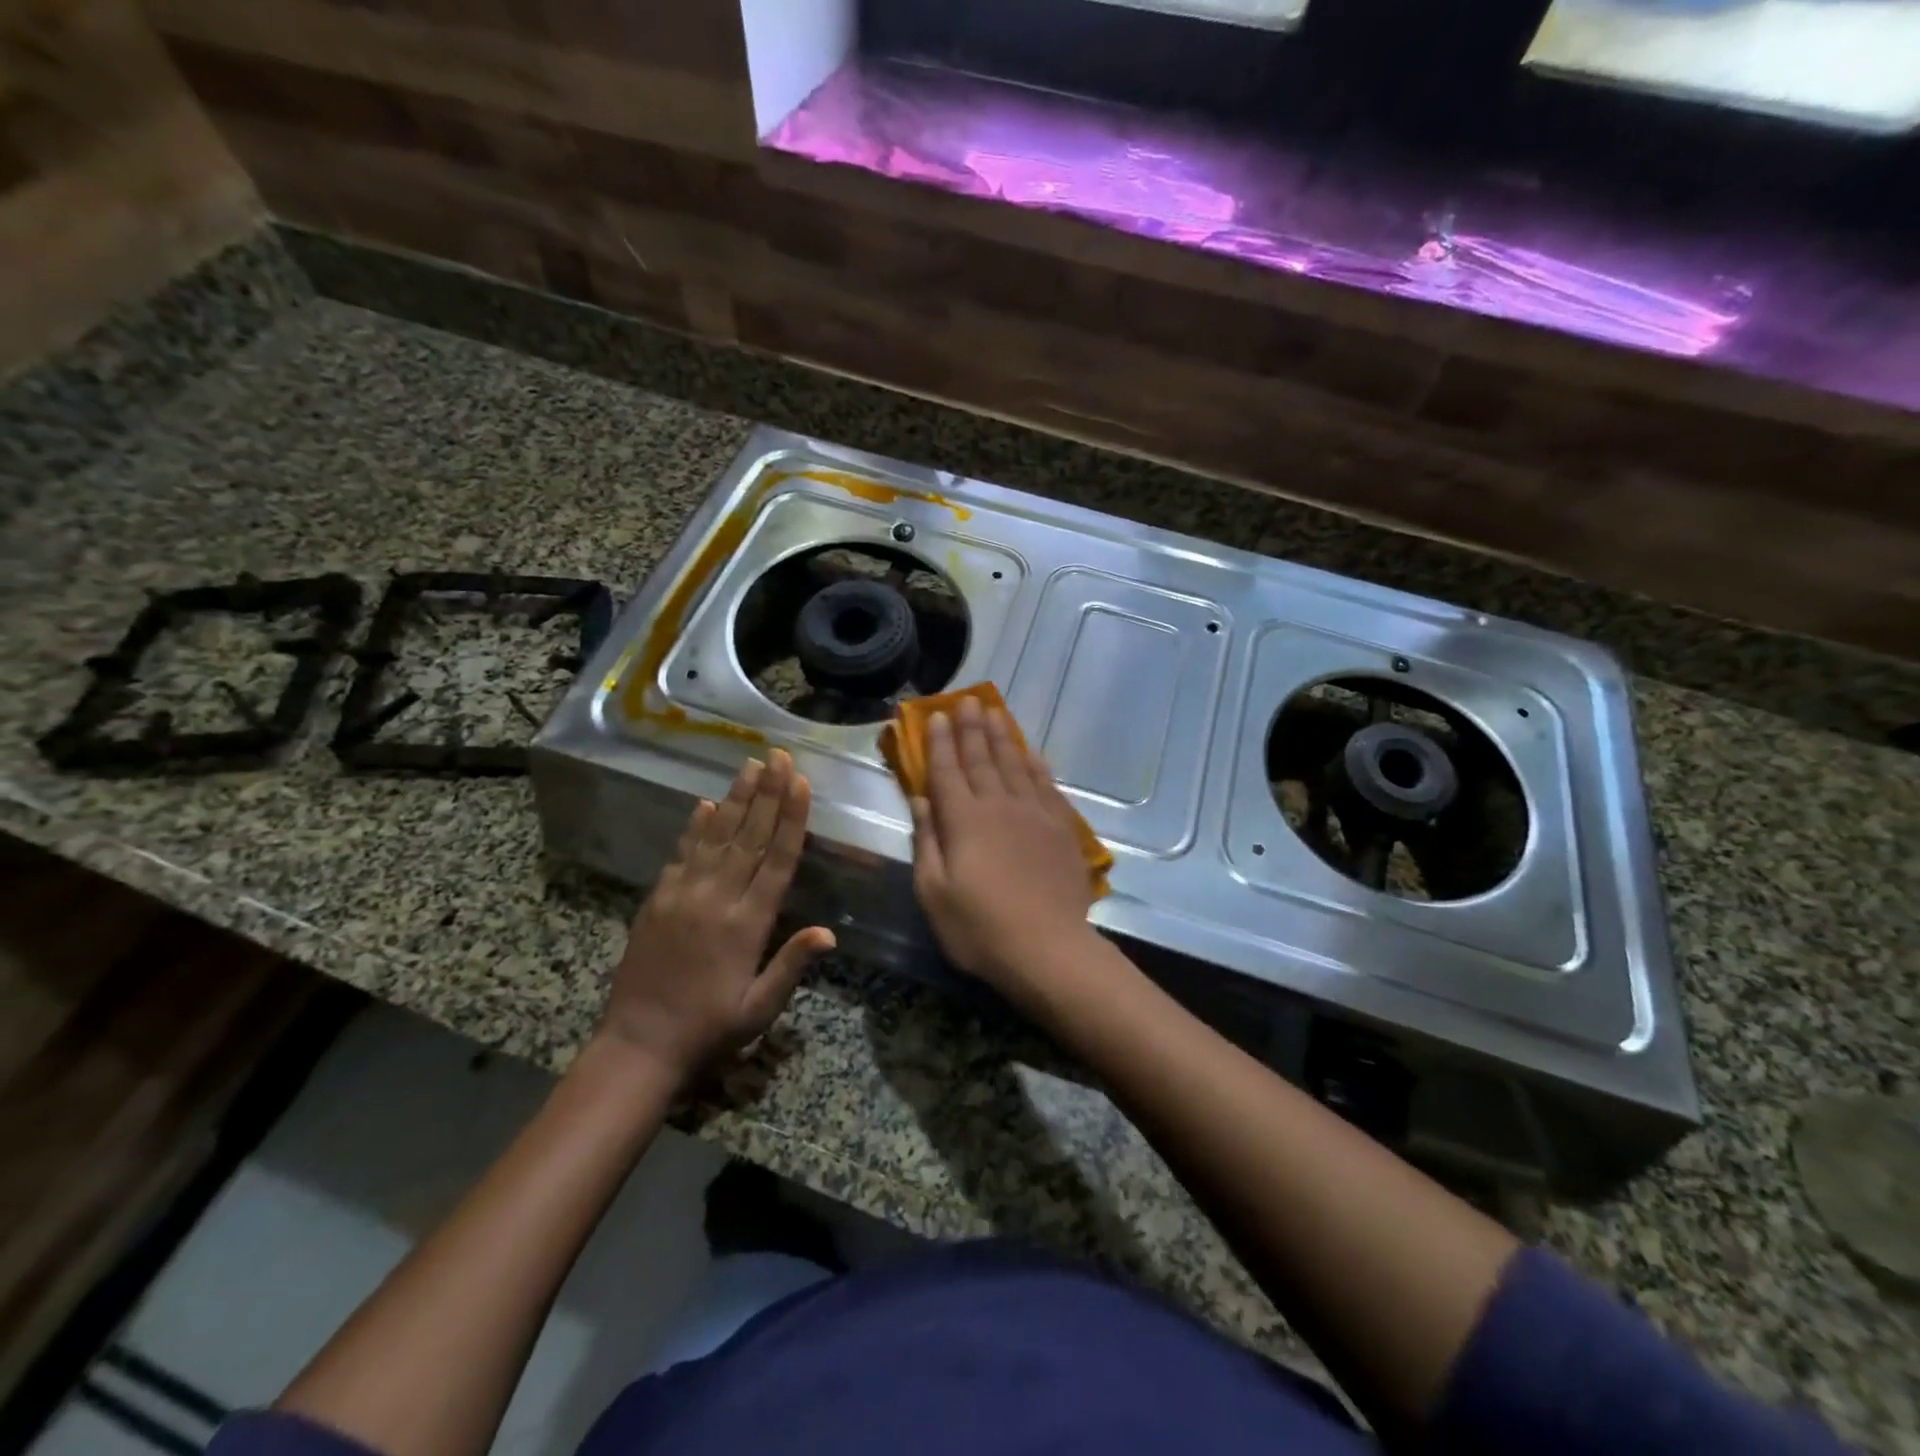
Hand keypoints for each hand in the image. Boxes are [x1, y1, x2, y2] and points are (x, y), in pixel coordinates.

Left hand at [598, 750, 834, 1082]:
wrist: (638, 1046)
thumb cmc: (709, 1030)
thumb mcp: (759, 1008)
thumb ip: (791, 965)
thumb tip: (829, 931)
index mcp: (747, 924)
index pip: (776, 860)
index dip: (790, 819)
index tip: (799, 783)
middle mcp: (716, 900)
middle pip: (748, 836)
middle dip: (766, 793)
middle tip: (778, 756)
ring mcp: (683, 896)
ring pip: (715, 836)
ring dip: (735, 799)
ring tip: (750, 766)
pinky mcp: (658, 900)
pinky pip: (682, 854)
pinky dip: (695, 826)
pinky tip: (705, 803)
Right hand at [909, 696, 1097, 1000]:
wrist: (1048, 949)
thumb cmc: (980, 928)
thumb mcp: (934, 892)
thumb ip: (927, 842)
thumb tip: (921, 801)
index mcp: (963, 821)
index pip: (947, 771)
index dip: (939, 742)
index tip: (934, 716)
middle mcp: (999, 806)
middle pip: (982, 758)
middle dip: (970, 728)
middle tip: (965, 700)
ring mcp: (1034, 814)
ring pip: (1015, 764)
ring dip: (1003, 736)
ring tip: (994, 712)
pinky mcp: (1060, 828)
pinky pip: (1046, 784)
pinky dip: (1036, 764)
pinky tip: (1031, 752)